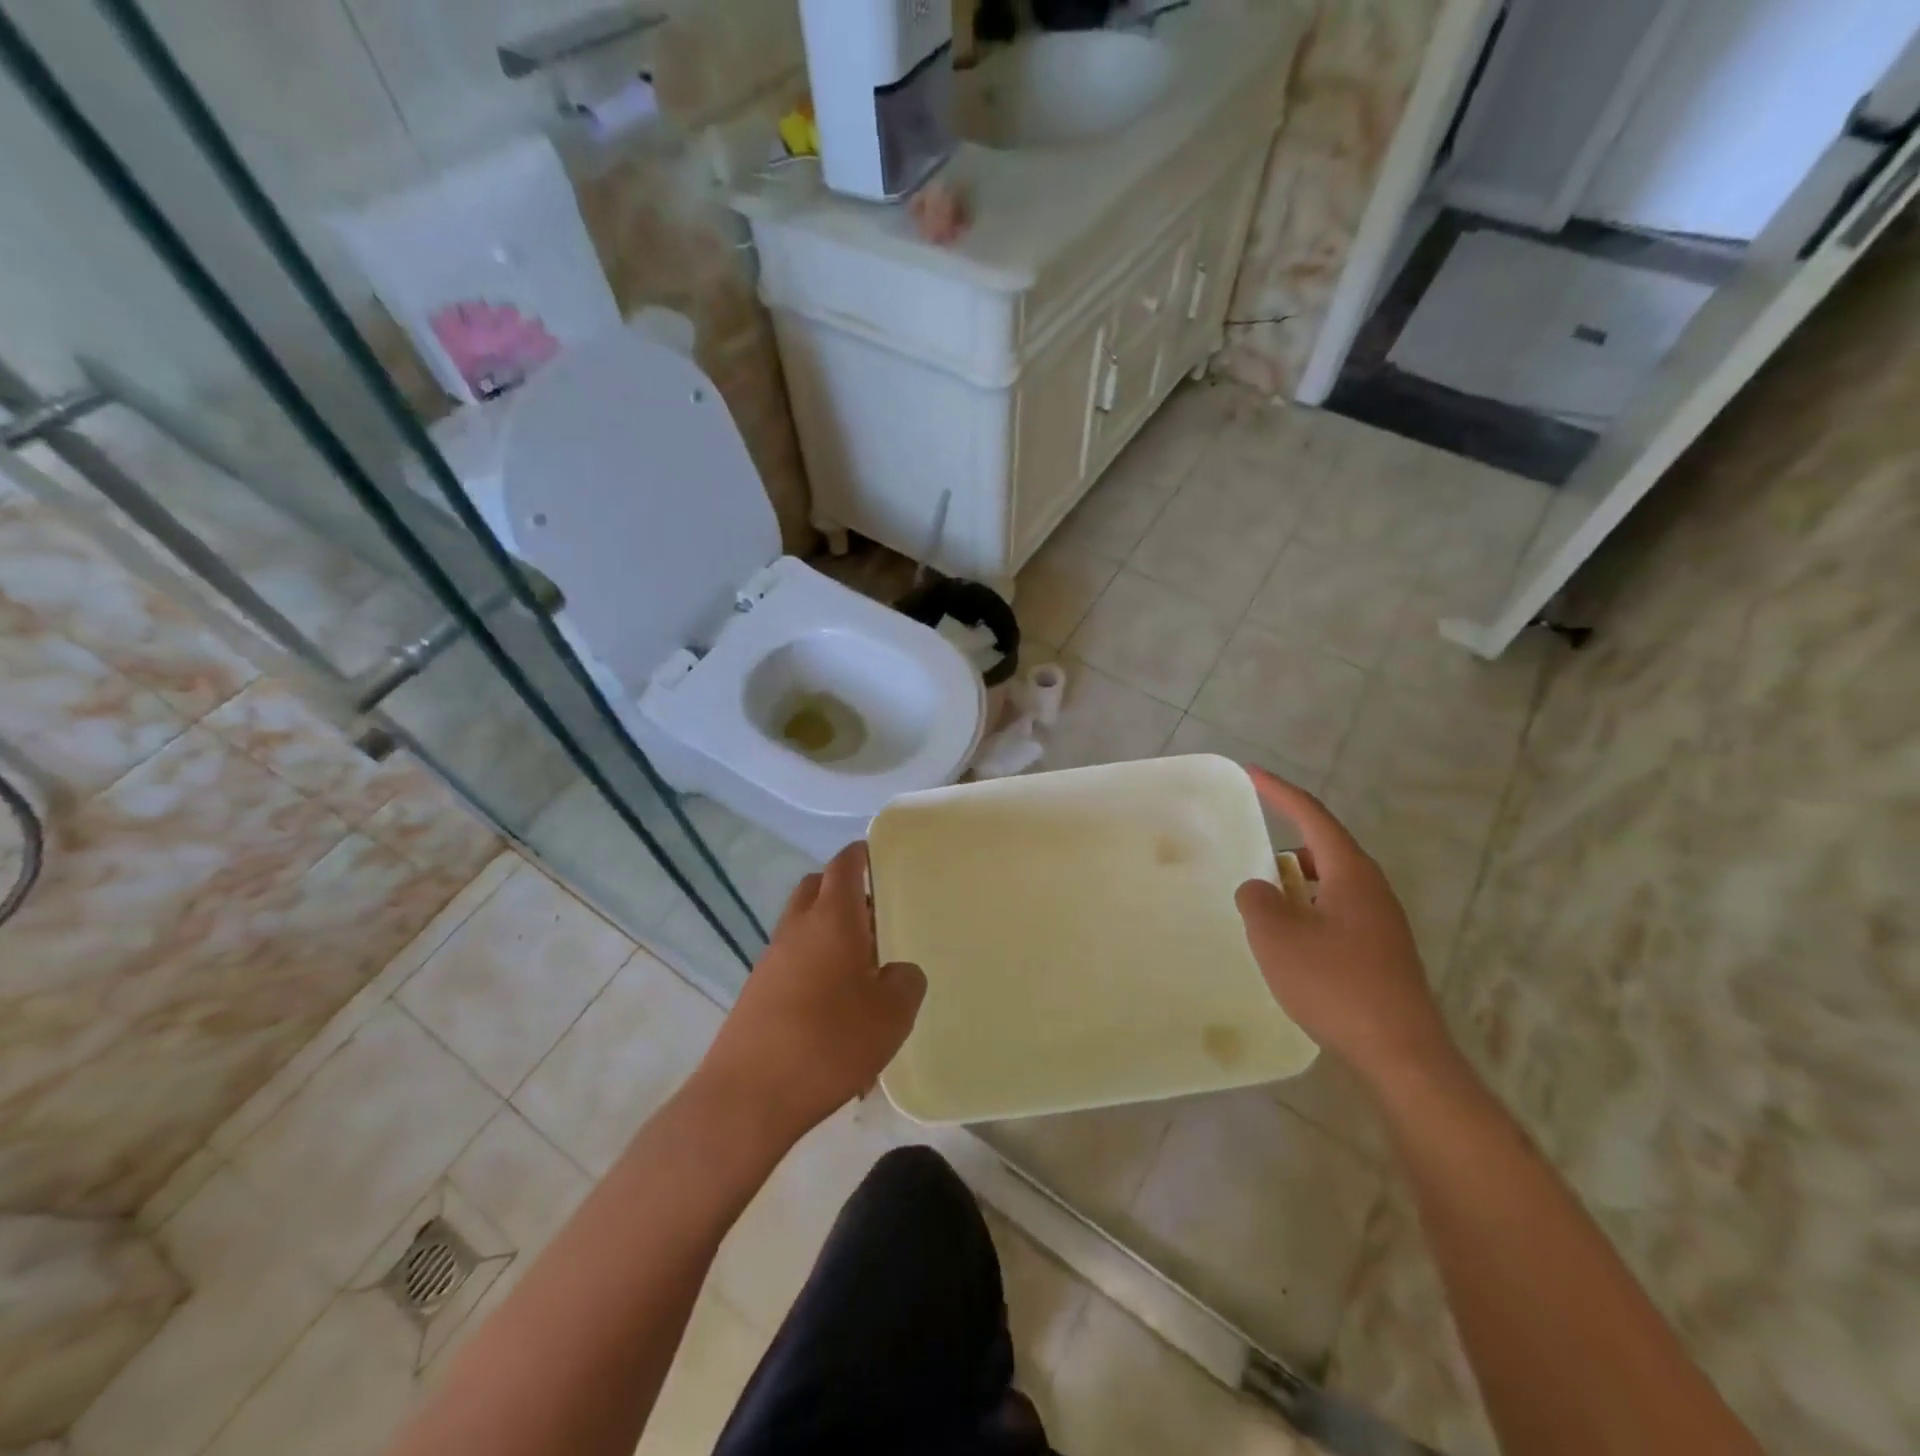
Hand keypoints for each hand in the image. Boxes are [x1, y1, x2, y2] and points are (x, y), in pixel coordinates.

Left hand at [694, 843, 925, 1144]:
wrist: (748, 1096)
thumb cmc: (829, 1042)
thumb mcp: (892, 1014)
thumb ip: (906, 981)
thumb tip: (897, 971)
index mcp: (832, 918)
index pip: (844, 865)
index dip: (861, 854)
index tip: (877, 855)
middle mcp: (797, 928)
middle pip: (816, 888)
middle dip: (843, 890)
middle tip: (876, 915)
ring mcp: (771, 960)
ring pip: (803, 926)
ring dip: (829, 932)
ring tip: (862, 969)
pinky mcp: (757, 992)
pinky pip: (792, 961)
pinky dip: (814, 966)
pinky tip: (835, 1008)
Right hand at [1235, 769, 1456, 1089]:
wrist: (1401, 1053)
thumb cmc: (1335, 984)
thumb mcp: (1276, 937)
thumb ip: (1257, 900)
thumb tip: (1259, 888)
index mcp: (1350, 873)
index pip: (1312, 816)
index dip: (1279, 791)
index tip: (1252, 773)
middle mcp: (1371, 889)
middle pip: (1323, 849)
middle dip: (1285, 844)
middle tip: (1249, 849)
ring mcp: (1381, 922)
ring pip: (1329, 885)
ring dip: (1295, 884)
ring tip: (1263, 901)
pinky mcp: (1381, 952)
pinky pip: (1335, 913)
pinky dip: (1307, 911)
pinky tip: (1290, 941)